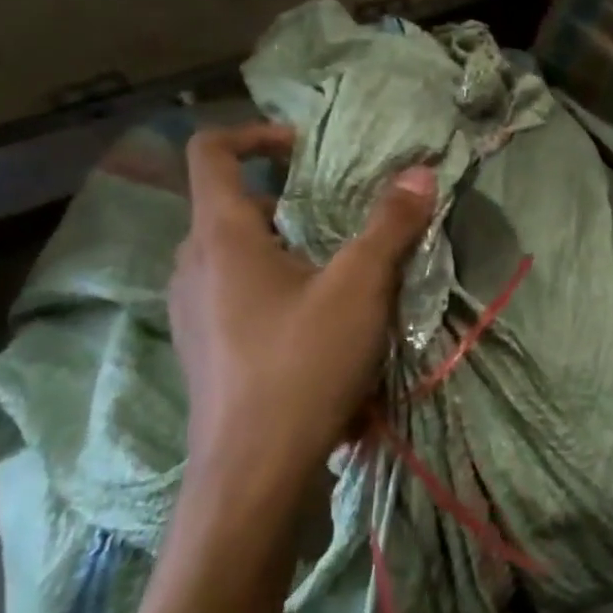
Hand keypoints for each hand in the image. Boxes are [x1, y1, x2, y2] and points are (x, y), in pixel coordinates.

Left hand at [167, 124, 436, 501]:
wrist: (252, 478)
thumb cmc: (301, 367)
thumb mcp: (359, 289)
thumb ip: (390, 225)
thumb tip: (420, 174)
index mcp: (220, 236)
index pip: (211, 152)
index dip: (255, 134)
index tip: (306, 150)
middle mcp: (193, 265)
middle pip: (229, 204)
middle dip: (285, 198)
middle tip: (336, 215)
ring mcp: (192, 311)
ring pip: (232, 252)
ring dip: (281, 244)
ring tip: (333, 268)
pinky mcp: (203, 349)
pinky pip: (233, 293)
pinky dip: (271, 285)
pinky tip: (315, 322)